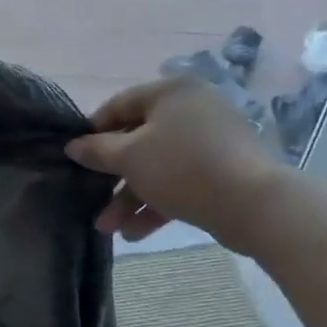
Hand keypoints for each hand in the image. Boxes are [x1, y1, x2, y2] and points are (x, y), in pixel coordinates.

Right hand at [66, 77, 281, 250]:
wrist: (252, 203)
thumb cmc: (182, 168)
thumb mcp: (130, 157)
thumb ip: (98, 151)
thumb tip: (74, 146)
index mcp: (171, 93)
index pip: (119, 105)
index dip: (93, 131)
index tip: (74, 158)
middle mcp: (191, 110)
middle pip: (138, 140)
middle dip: (112, 178)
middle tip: (90, 199)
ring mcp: (209, 142)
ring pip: (157, 167)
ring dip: (130, 198)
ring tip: (108, 229)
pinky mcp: (220, 172)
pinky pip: (179, 183)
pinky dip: (156, 204)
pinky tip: (135, 234)